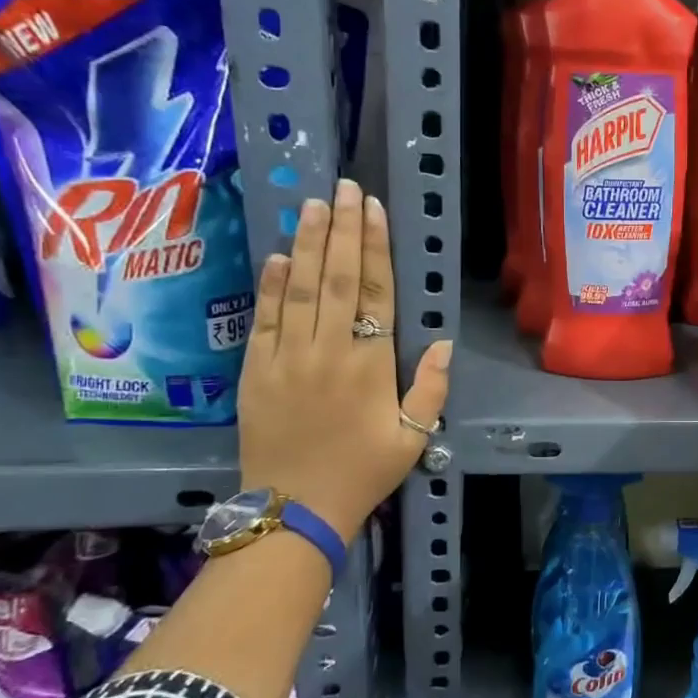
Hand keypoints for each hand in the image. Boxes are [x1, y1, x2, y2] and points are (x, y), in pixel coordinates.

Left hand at [238, 178, 452, 538]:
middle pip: (335, 278)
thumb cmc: (363, 472)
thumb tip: (442, 343)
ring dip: (305, 244)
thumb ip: (429, 388)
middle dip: (341, 229)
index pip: (374, 292)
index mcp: (369, 364)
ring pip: (297, 289)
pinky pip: (263, 319)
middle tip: (344, 188)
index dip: (374, 248)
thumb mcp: (413, 438)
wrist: (295, 509)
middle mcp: (327, 350)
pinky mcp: (254, 371)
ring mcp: (286, 358)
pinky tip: (276, 256)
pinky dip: (270, 285)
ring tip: (313, 205)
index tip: (373, 210)